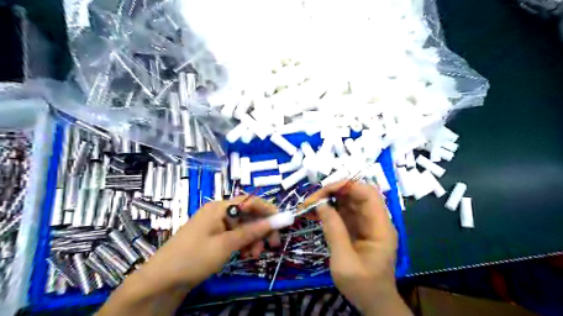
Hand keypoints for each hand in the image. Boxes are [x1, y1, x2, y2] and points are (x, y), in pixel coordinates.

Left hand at [138, 196, 278, 289]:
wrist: (162, 280)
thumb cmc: (194, 257)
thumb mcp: (226, 244)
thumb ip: (252, 231)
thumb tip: (276, 220)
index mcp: (219, 207)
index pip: (250, 201)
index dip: (268, 210)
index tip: (282, 222)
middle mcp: (219, 212)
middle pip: (247, 215)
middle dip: (261, 228)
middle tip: (273, 244)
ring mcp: (216, 225)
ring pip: (242, 227)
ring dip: (253, 239)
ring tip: (255, 254)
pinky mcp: (214, 237)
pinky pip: (234, 236)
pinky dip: (243, 244)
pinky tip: (246, 254)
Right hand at [304, 180, 409, 312]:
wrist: (373, 303)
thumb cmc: (362, 286)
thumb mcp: (345, 261)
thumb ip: (334, 231)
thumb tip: (321, 205)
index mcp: (380, 227)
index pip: (368, 194)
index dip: (348, 186)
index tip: (325, 190)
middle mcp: (374, 221)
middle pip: (356, 195)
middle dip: (333, 192)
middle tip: (312, 199)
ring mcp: (365, 224)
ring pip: (347, 202)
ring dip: (328, 200)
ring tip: (308, 206)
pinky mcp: (356, 229)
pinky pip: (342, 213)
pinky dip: (328, 211)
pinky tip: (314, 214)